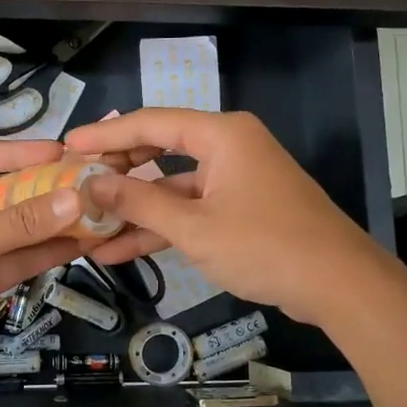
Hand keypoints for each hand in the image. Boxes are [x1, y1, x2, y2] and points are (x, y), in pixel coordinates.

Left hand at [0, 141, 87, 391]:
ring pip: (16, 231)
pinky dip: (45, 254)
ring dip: (51, 224)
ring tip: (96, 214)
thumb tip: (74, 200)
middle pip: (4, 194)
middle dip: (43, 189)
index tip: (61, 153)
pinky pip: (17, 261)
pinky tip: (79, 245)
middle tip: (89, 184)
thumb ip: (16, 225)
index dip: (18, 153)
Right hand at [63, 109, 377, 328]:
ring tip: (88, 229)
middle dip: (117, 174)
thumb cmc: (264, 245)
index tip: (67, 146)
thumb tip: (91, 183)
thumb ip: (138, 204)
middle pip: (159, 151)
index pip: (151, 123)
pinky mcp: (241, 208)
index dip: (106, 134)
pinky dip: (162, 227)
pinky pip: (192, 209)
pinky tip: (121, 251)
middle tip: (76, 186)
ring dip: (135, 211)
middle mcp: (228, 147)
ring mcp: (235, 179)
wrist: (338, 284)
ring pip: (172, 187)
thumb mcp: (193, 227)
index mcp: (221, 135)